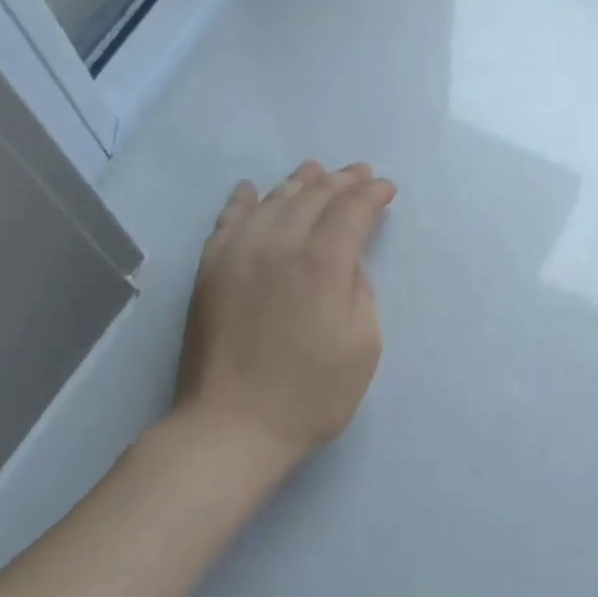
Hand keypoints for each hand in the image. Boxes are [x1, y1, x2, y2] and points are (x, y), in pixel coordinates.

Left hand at [175, 161, 395, 465]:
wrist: (232, 426)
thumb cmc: (311, 394)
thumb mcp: (363, 346)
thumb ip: (360, 292)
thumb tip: (346, 263)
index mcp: (322, 264)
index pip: (351, 210)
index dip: (372, 195)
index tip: (387, 189)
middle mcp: (278, 246)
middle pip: (313, 197)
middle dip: (341, 181)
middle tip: (359, 173)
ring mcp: (237, 255)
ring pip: (271, 201)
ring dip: (298, 183)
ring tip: (315, 170)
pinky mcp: (209, 271)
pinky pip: (227, 222)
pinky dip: (242, 201)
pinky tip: (251, 189)